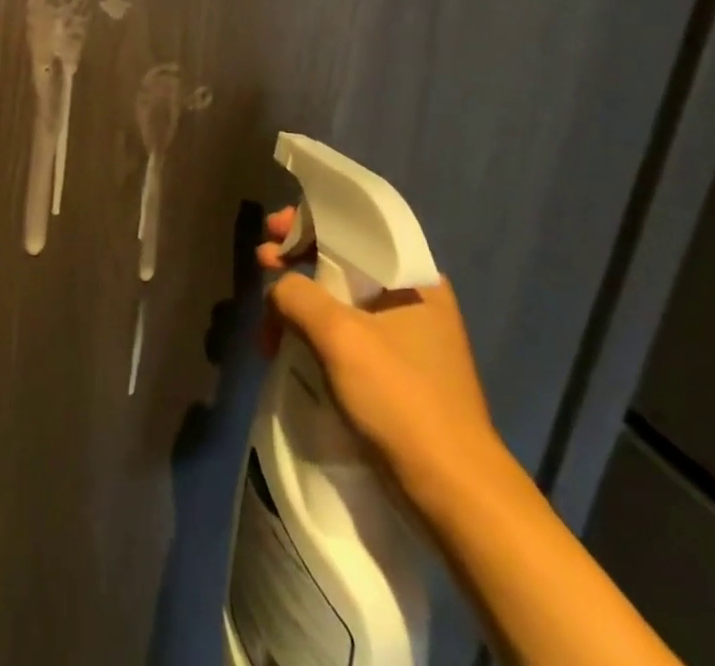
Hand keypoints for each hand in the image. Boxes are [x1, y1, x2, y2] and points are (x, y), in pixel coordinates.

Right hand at [258, 206, 498, 490]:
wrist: (454, 493)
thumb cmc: (400, 399)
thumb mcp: (339, 336)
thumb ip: (296, 294)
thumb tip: (278, 289)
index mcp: (412, 278)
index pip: (352, 228)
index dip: (306, 221)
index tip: (271, 230)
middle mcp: (412, 299)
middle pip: (342, 262)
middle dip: (296, 262)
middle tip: (261, 264)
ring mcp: (406, 339)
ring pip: (339, 301)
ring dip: (299, 303)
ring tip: (267, 321)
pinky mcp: (395, 373)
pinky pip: (345, 335)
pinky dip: (314, 333)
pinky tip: (288, 346)